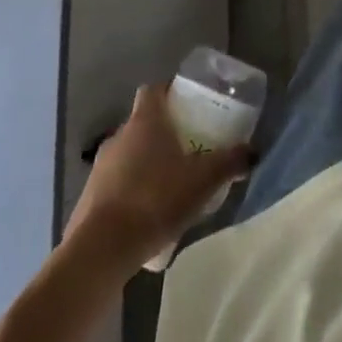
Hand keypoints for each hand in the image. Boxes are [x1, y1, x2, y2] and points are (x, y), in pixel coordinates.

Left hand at [64, 85, 251, 267]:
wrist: (101, 251)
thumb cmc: (155, 200)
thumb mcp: (203, 181)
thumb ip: (230, 162)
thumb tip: (254, 151)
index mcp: (145, 121)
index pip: (153, 90)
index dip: (169, 93)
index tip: (187, 105)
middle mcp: (119, 136)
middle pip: (142, 123)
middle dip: (163, 133)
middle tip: (187, 148)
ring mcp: (100, 167)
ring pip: (128, 154)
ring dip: (145, 164)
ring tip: (170, 185)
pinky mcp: (88, 199)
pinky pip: (115, 184)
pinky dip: (130, 191)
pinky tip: (147, 214)